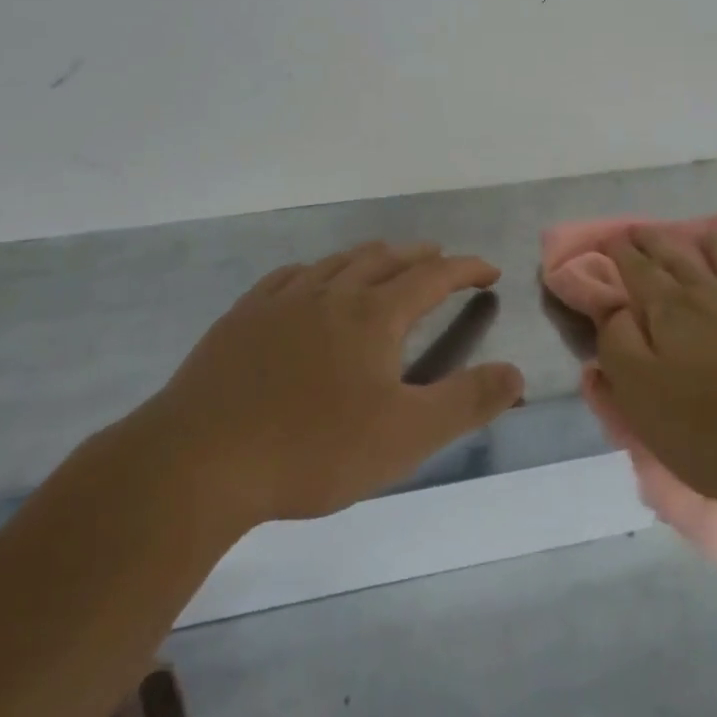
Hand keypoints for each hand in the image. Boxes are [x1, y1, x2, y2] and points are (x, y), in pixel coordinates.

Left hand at [150, 242, 524, 526]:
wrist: (199, 460)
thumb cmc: (313, 449)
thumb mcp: (406, 436)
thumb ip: (467, 402)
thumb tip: (516, 373)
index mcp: (373, 315)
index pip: (432, 277)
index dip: (465, 269)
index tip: (488, 270)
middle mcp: (331, 293)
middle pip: (384, 259)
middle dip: (419, 256)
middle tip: (440, 258)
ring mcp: (281, 301)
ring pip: (336, 262)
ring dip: (370, 257)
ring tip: (384, 261)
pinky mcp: (242, 318)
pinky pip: (288, 277)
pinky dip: (315, 271)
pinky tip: (308, 281)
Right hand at [588, 227, 716, 522]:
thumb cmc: (709, 432)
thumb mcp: (641, 394)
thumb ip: (618, 344)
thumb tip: (614, 308)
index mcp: (672, 314)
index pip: (640, 272)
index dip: (622, 253)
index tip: (610, 237)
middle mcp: (715, 301)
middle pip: (681, 262)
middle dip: (658, 243)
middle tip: (641, 229)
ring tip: (707, 234)